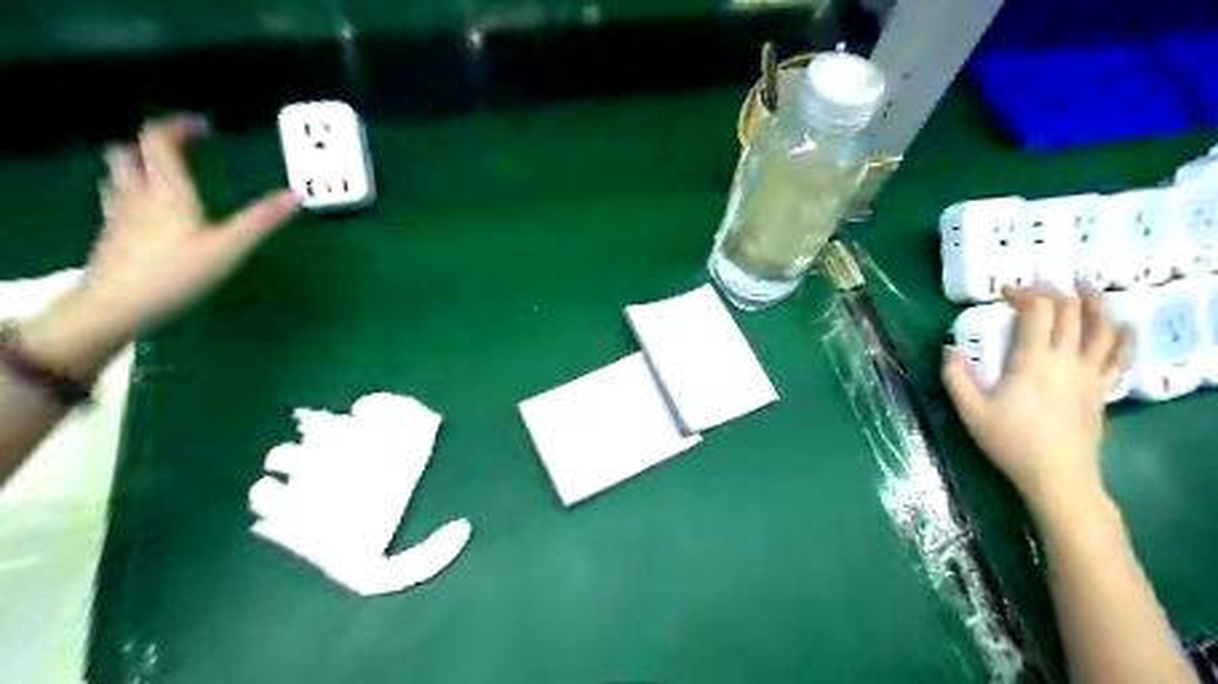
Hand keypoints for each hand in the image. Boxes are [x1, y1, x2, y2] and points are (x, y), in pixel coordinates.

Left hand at [82, 114, 296, 342]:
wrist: (115, 308)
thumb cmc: (176, 274)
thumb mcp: (229, 247)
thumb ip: (262, 220)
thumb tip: (296, 195)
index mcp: (165, 191)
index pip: (158, 141)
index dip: (178, 127)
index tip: (203, 126)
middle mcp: (136, 195)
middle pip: (130, 152)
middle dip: (154, 144)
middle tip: (183, 148)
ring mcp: (118, 216)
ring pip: (118, 176)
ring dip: (140, 166)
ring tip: (165, 175)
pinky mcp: (112, 238)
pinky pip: (118, 202)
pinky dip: (135, 195)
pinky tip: (151, 215)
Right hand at [940, 283, 1130, 512]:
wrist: (1057, 476)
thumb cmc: (1010, 442)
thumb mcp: (970, 411)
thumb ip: (955, 376)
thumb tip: (948, 348)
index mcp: (1032, 361)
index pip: (1037, 312)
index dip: (1023, 293)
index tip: (1005, 292)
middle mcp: (1066, 360)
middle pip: (1071, 312)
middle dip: (1054, 291)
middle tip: (1037, 285)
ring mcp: (1090, 374)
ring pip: (1104, 327)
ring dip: (1095, 302)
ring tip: (1084, 287)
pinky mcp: (1102, 389)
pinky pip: (1120, 355)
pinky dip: (1123, 335)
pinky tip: (1122, 325)